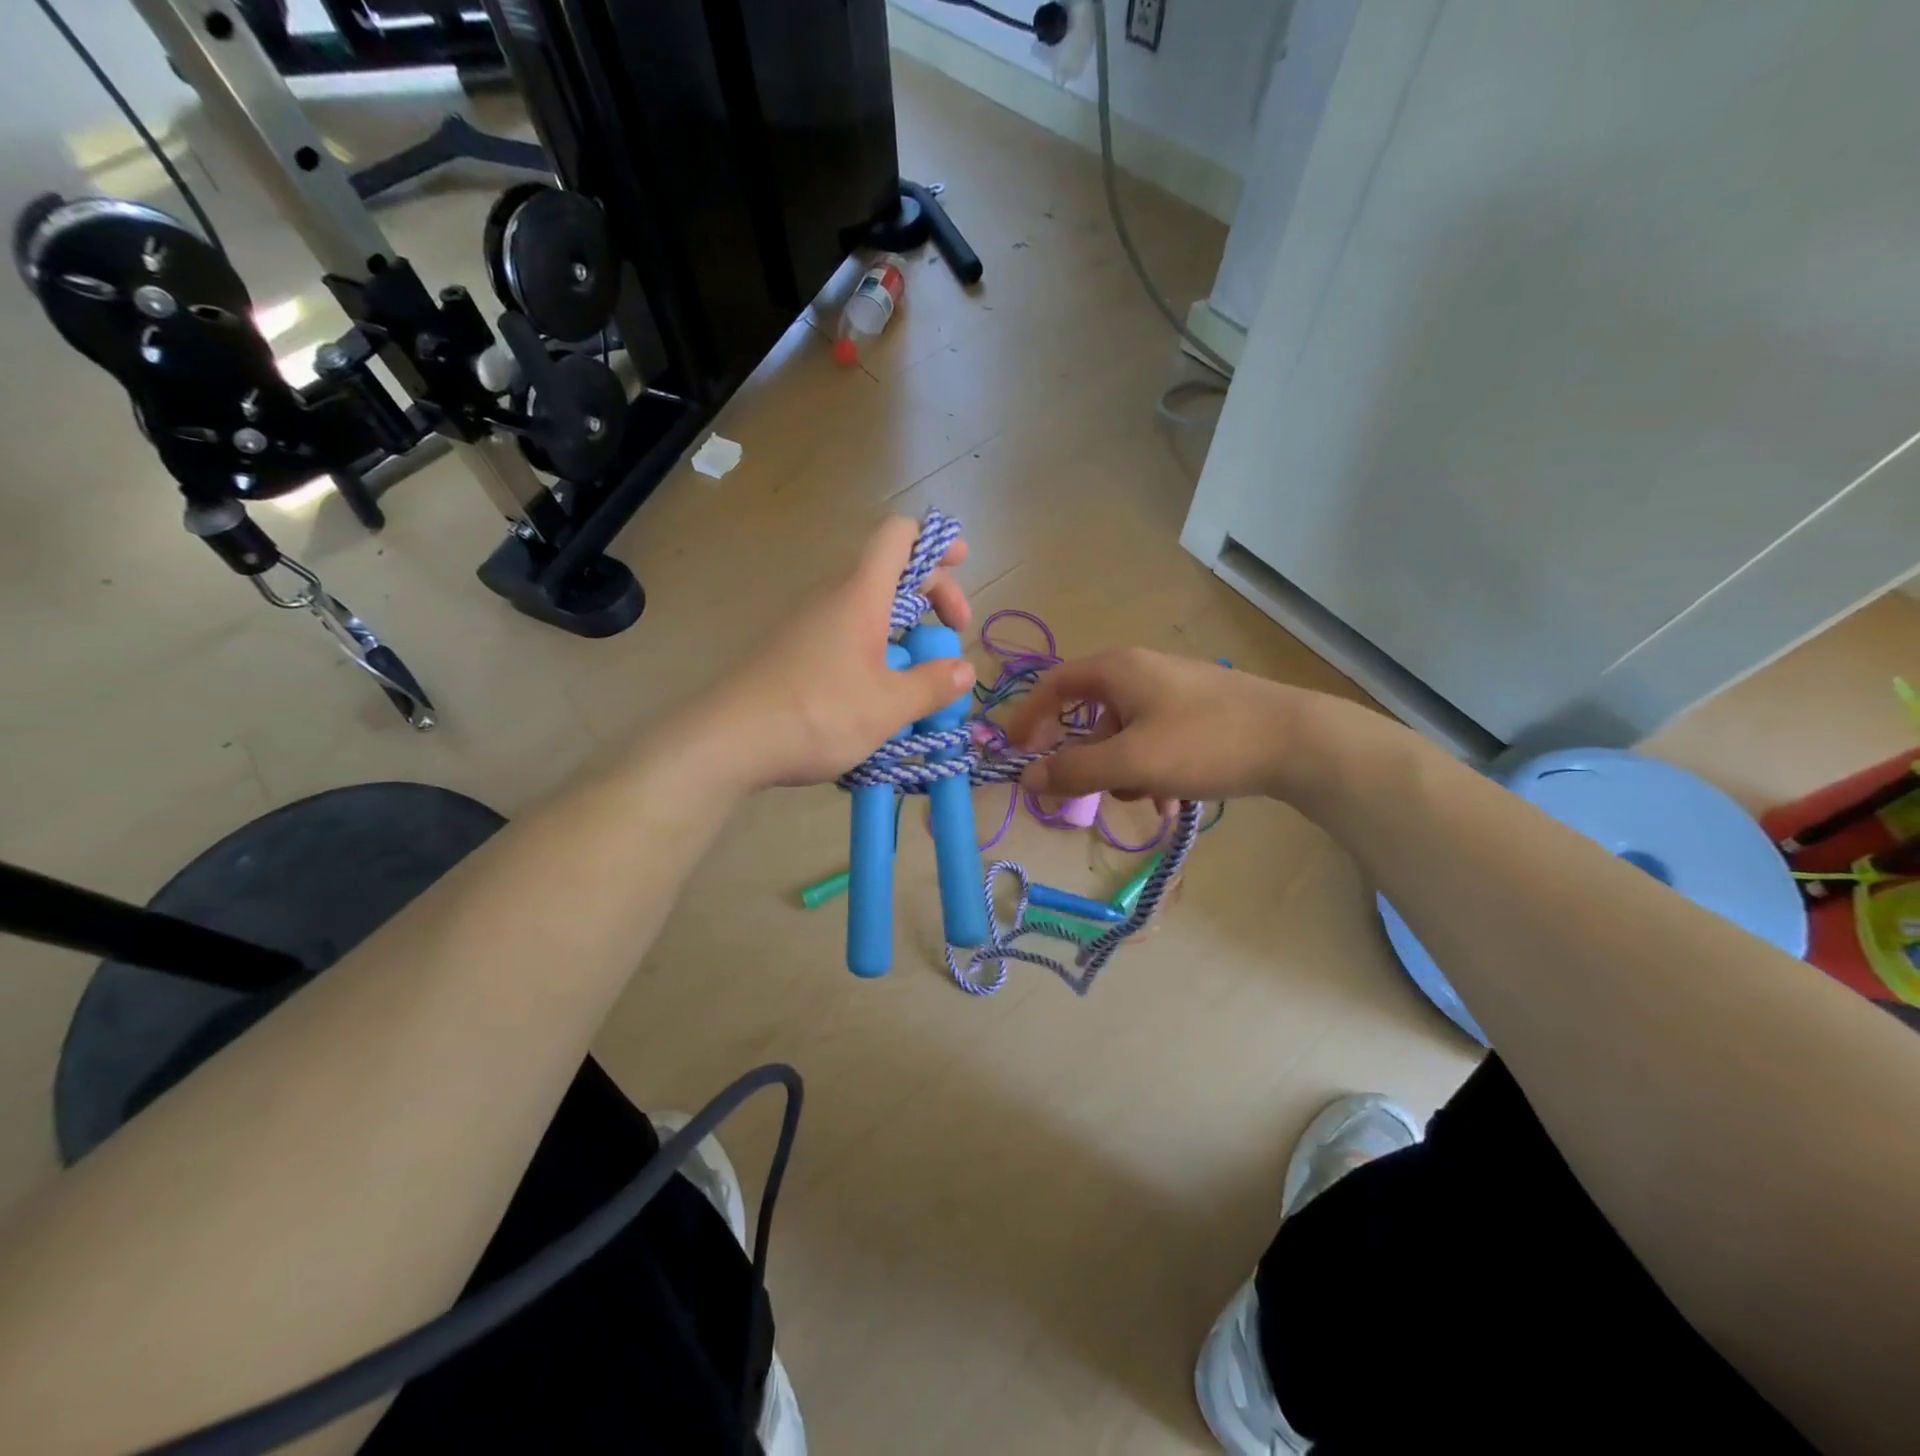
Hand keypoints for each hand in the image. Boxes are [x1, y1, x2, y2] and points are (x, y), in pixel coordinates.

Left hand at [696, 517, 975, 790]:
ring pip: (868, 608)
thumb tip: (965, 670)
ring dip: (903, 630)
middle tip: (951, 635)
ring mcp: (809, 624)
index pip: (898, 536)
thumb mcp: (888, 706)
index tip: (961, 565)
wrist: (730, 740)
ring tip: (919, 676)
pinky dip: (874, 651)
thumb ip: (932, 685)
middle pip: (890, 572)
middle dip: (931, 595)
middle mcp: (833, 598)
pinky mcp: (793, 651)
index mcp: (861, 595)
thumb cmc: (818, 714)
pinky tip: (877, 696)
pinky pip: (846, 635)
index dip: (934, 541)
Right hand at [1004, 648, 1300, 802]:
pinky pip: (1154, 741)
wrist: (1298, 741)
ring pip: (1124, 734)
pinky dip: (1151, 770)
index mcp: (1117, 670)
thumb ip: (1074, 771)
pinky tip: (1172, 800)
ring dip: (1122, 771)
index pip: (1053, 685)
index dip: (1027, 717)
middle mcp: (1140, 672)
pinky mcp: (1198, 712)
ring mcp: (1172, 691)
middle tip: (1079, 791)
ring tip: (1146, 799)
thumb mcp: (1131, 763)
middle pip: (1088, 715)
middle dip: (1084, 758)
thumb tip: (1026, 778)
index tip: (1013, 753)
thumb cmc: (1205, 743)